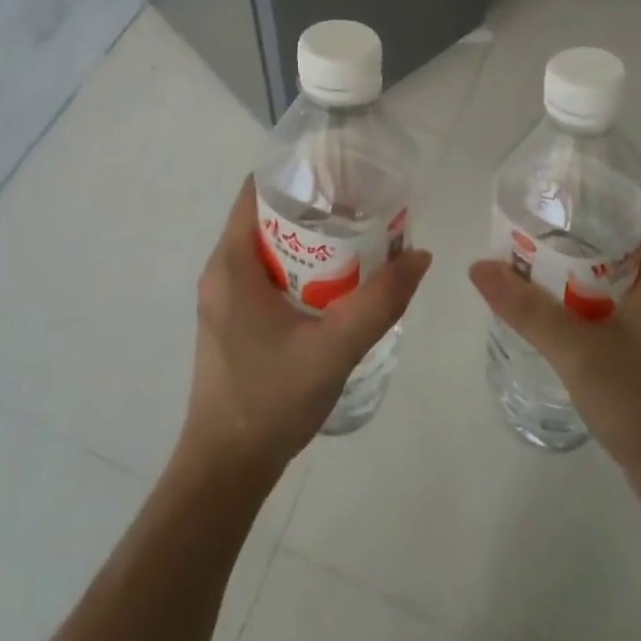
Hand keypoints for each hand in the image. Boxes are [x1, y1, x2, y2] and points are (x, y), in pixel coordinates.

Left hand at [184, 177, 431, 477]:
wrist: (226, 468)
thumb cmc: (270, 400)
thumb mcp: (334, 348)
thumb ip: (380, 302)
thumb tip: (419, 255)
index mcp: (231, 264)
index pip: (257, 191)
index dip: (298, 173)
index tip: (342, 172)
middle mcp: (221, 272)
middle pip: (267, 217)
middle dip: (315, 207)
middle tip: (364, 206)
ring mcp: (225, 299)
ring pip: (270, 249)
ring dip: (311, 241)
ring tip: (360, 239)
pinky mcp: (234, 321)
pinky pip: (268, 276)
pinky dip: (302, 268)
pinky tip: (338, 285)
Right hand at [469, 214, 640, 489]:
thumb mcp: (577, 350)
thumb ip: (525, 307)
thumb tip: (478, 266)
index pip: (634, 208)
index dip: (592, 194)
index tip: (548, 191)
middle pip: (621, 238)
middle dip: (574, 229)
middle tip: (525, 222)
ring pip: (616, 271)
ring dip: (577, 263)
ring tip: (528, 253)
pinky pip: (617, 298)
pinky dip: (585, 292)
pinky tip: (550, 300)